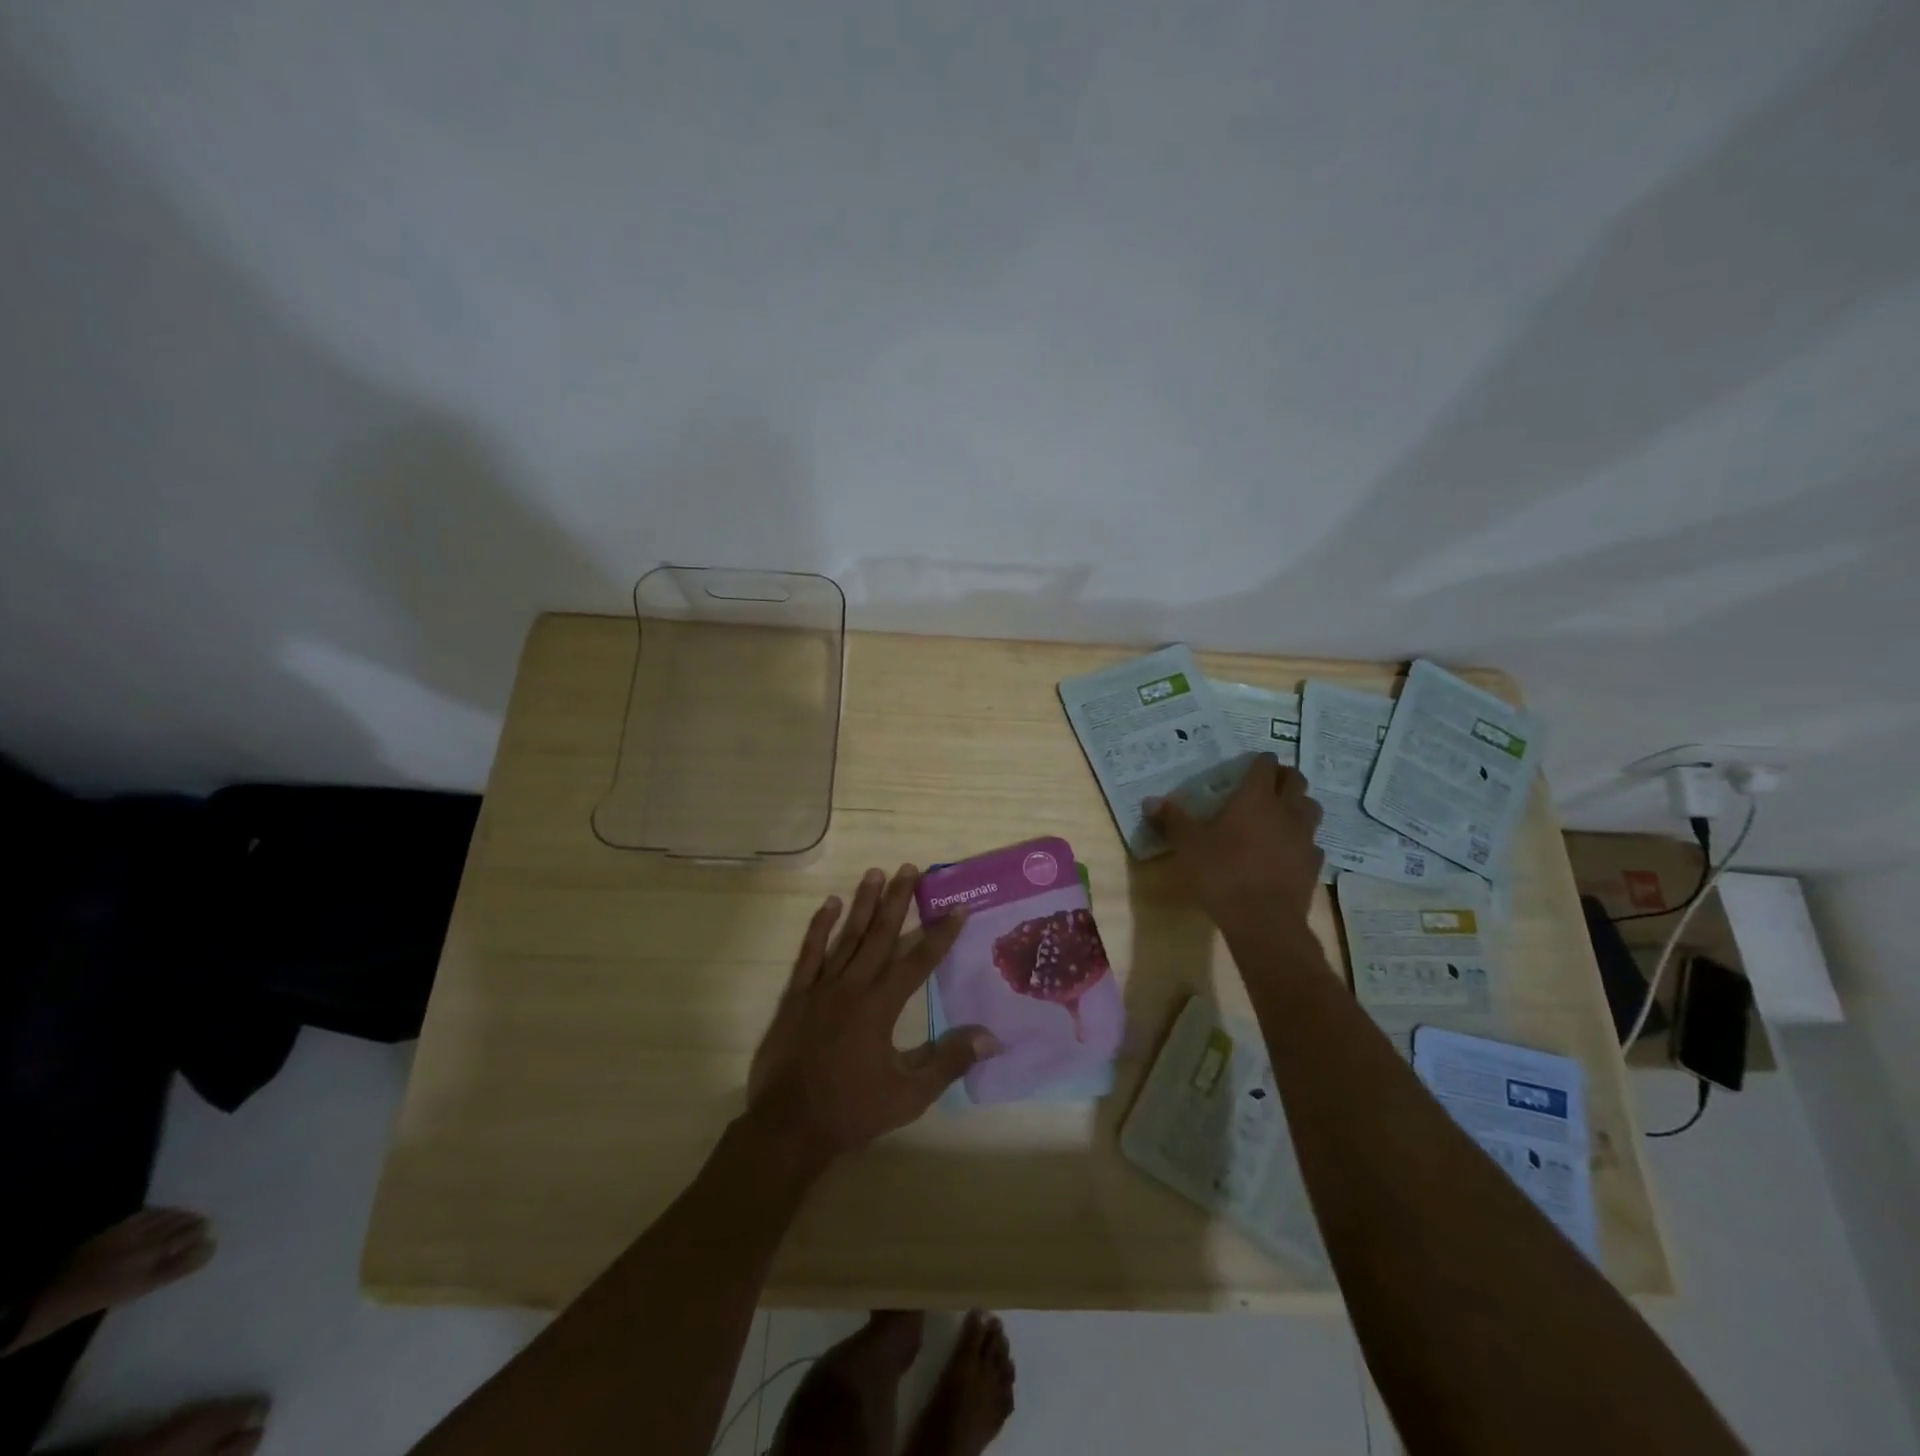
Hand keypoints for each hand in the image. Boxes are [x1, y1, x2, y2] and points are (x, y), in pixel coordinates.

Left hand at [746, 865, 1000, 1161]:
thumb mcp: (909, 1095)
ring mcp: (820, 988)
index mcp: (879, 1007)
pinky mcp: (797, 995)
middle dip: (898, 901)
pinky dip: (819, 927)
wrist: (788, 1128)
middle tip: (910, 868)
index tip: (958, 908)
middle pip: (880, 935)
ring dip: (862, 903)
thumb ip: (949, 1062)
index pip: (917, 961)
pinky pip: (809, 953)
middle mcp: (852, 987)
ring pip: (846, 936)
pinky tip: (829, 905)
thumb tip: (991, 1036)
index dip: (940, 934)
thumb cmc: (852, 1111)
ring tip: (876, 873)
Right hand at [1147, 753, 1323, 936]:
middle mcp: (1286, 810)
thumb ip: (1172, 819)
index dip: (1260, 761)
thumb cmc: (1222, 872)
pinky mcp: (1313, 864)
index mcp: (1255, 798)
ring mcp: (1304, 837)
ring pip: (1310, 808)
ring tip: (1282, 812)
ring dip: (1298, 804)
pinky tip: (1287, 850)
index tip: (1251, 763)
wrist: (1263, 920)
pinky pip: (1312, 842)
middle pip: (1296, 781)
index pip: (1265, 766)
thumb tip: (1151, 801)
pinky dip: (1302, 840)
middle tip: (1268, 783)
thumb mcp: (1188, 844)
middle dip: (1284, 777)